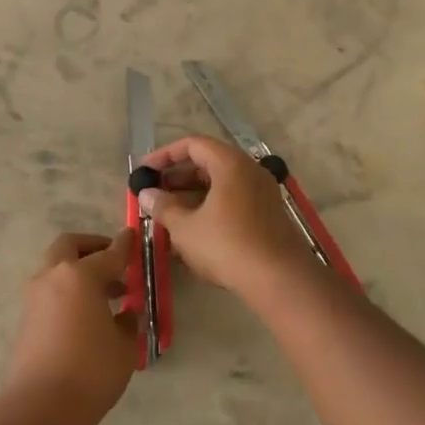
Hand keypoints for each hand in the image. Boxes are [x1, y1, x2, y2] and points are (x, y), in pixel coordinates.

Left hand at [4, 230, 139, 420]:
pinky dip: (68, 291)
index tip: (134, 236)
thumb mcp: (124, 347)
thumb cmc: (91, 370)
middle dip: (92, 247)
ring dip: (78, 271)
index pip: (109, 253)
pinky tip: (87, 314)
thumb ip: (128, 323)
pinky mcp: (26, 318)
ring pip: (56, 268)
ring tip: (106, 293)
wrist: (41, 406)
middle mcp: (53, 276)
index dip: (125, 245)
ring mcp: (35, 297)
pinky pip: (50, 291)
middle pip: (70, 246)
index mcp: (80, 275)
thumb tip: (126, 314)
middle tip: (113, 262)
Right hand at [136, 135, 314, 296]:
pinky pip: (232, 202)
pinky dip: (209, 209)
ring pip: (220, 185)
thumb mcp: (186, 227)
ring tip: (166, 214)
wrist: (280, 280)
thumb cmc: (227, 245)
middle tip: (153, 194)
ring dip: (191, 196)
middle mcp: (250, 171)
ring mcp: (262, 194)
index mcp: (231, 164)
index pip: (193, 145)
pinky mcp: (267, 216)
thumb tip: (146, 194)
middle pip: (208, 163)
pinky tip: (191, 231)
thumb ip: (163, 206)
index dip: (165, 155)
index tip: (144, 171)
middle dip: (177, 177)